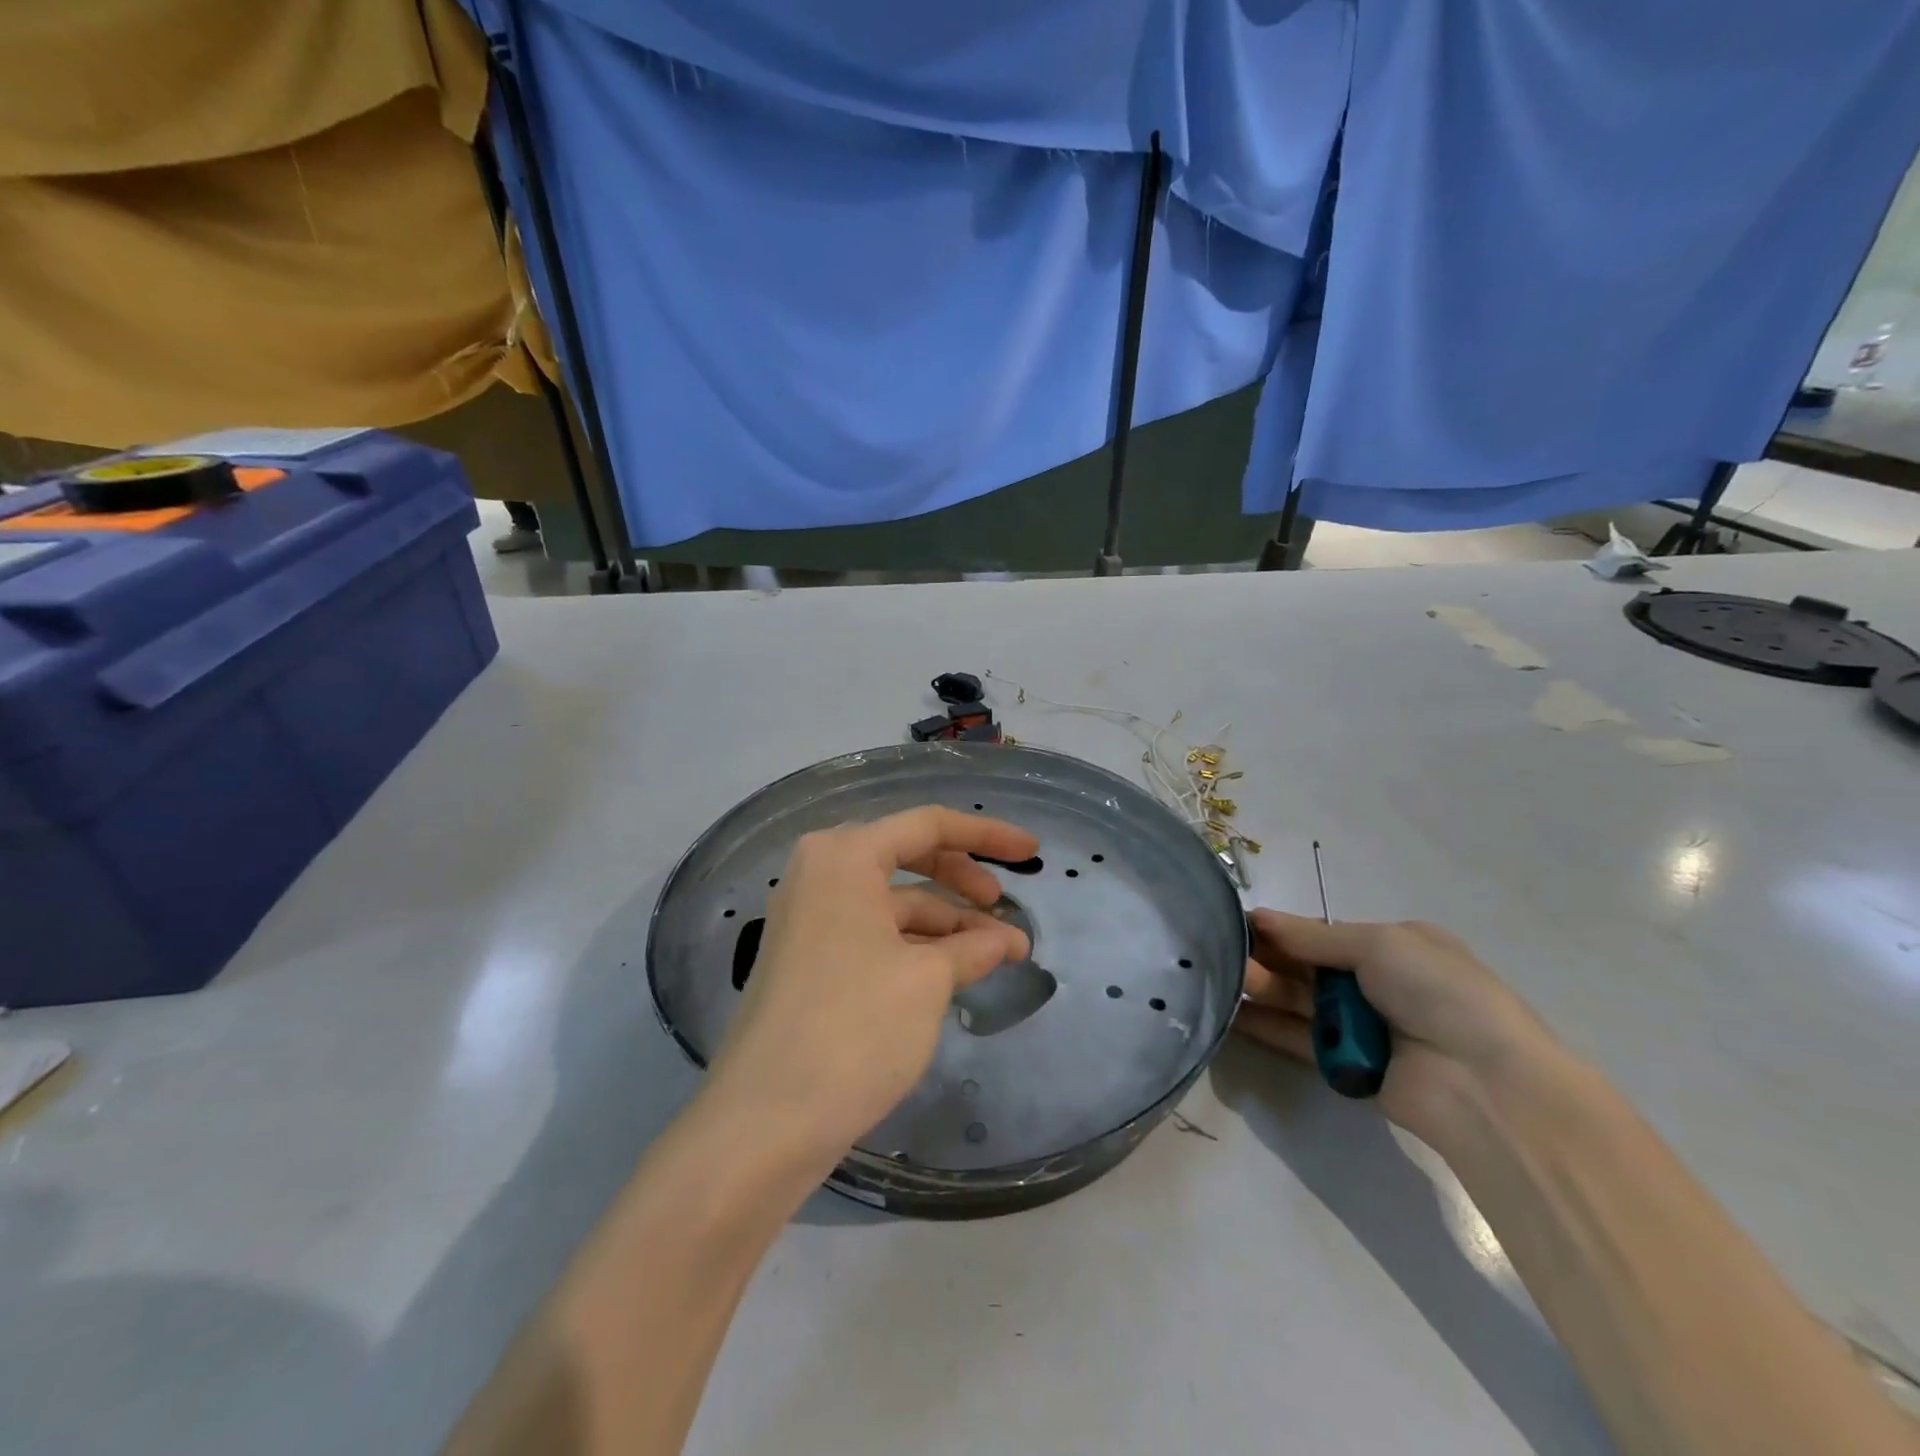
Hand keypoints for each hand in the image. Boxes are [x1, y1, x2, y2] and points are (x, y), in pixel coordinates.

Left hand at [702, 807, 1035, 1170]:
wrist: (763, 1123)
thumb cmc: (853, 1028)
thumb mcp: (926, 980)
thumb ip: (973, 948)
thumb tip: (1007, 940)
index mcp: (844, 856)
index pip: (928, 825)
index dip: (986, 835)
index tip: (1032, 853)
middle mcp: (821, 873)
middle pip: (908, 857)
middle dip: (964, 879)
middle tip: (1006, 907)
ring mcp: (810, 917)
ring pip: (893, 902)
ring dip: (947, 923)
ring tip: (998, 953)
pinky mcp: (809, 959)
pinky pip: (874, 933)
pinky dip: (916, 946)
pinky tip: (955, 972)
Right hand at [1235, 912, 1557, 1140]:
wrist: (1487, 1085)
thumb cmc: (1439, 993)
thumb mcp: (1380, 945)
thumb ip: (1313, 936)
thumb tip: (1258, 917)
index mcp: (1395, 946)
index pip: (1322, 932)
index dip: (1281, 928)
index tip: (1237, 922)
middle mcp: (1376, 983)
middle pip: (1306, 965)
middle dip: (1265, 956)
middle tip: (1218, 950)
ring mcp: (1360, 1026)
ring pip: (1297, 1001)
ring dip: (1261, 988)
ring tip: (1220, 978)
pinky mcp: (1345, 1065)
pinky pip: (1297, 1039)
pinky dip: (1266, 1026)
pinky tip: (1231, 1015)